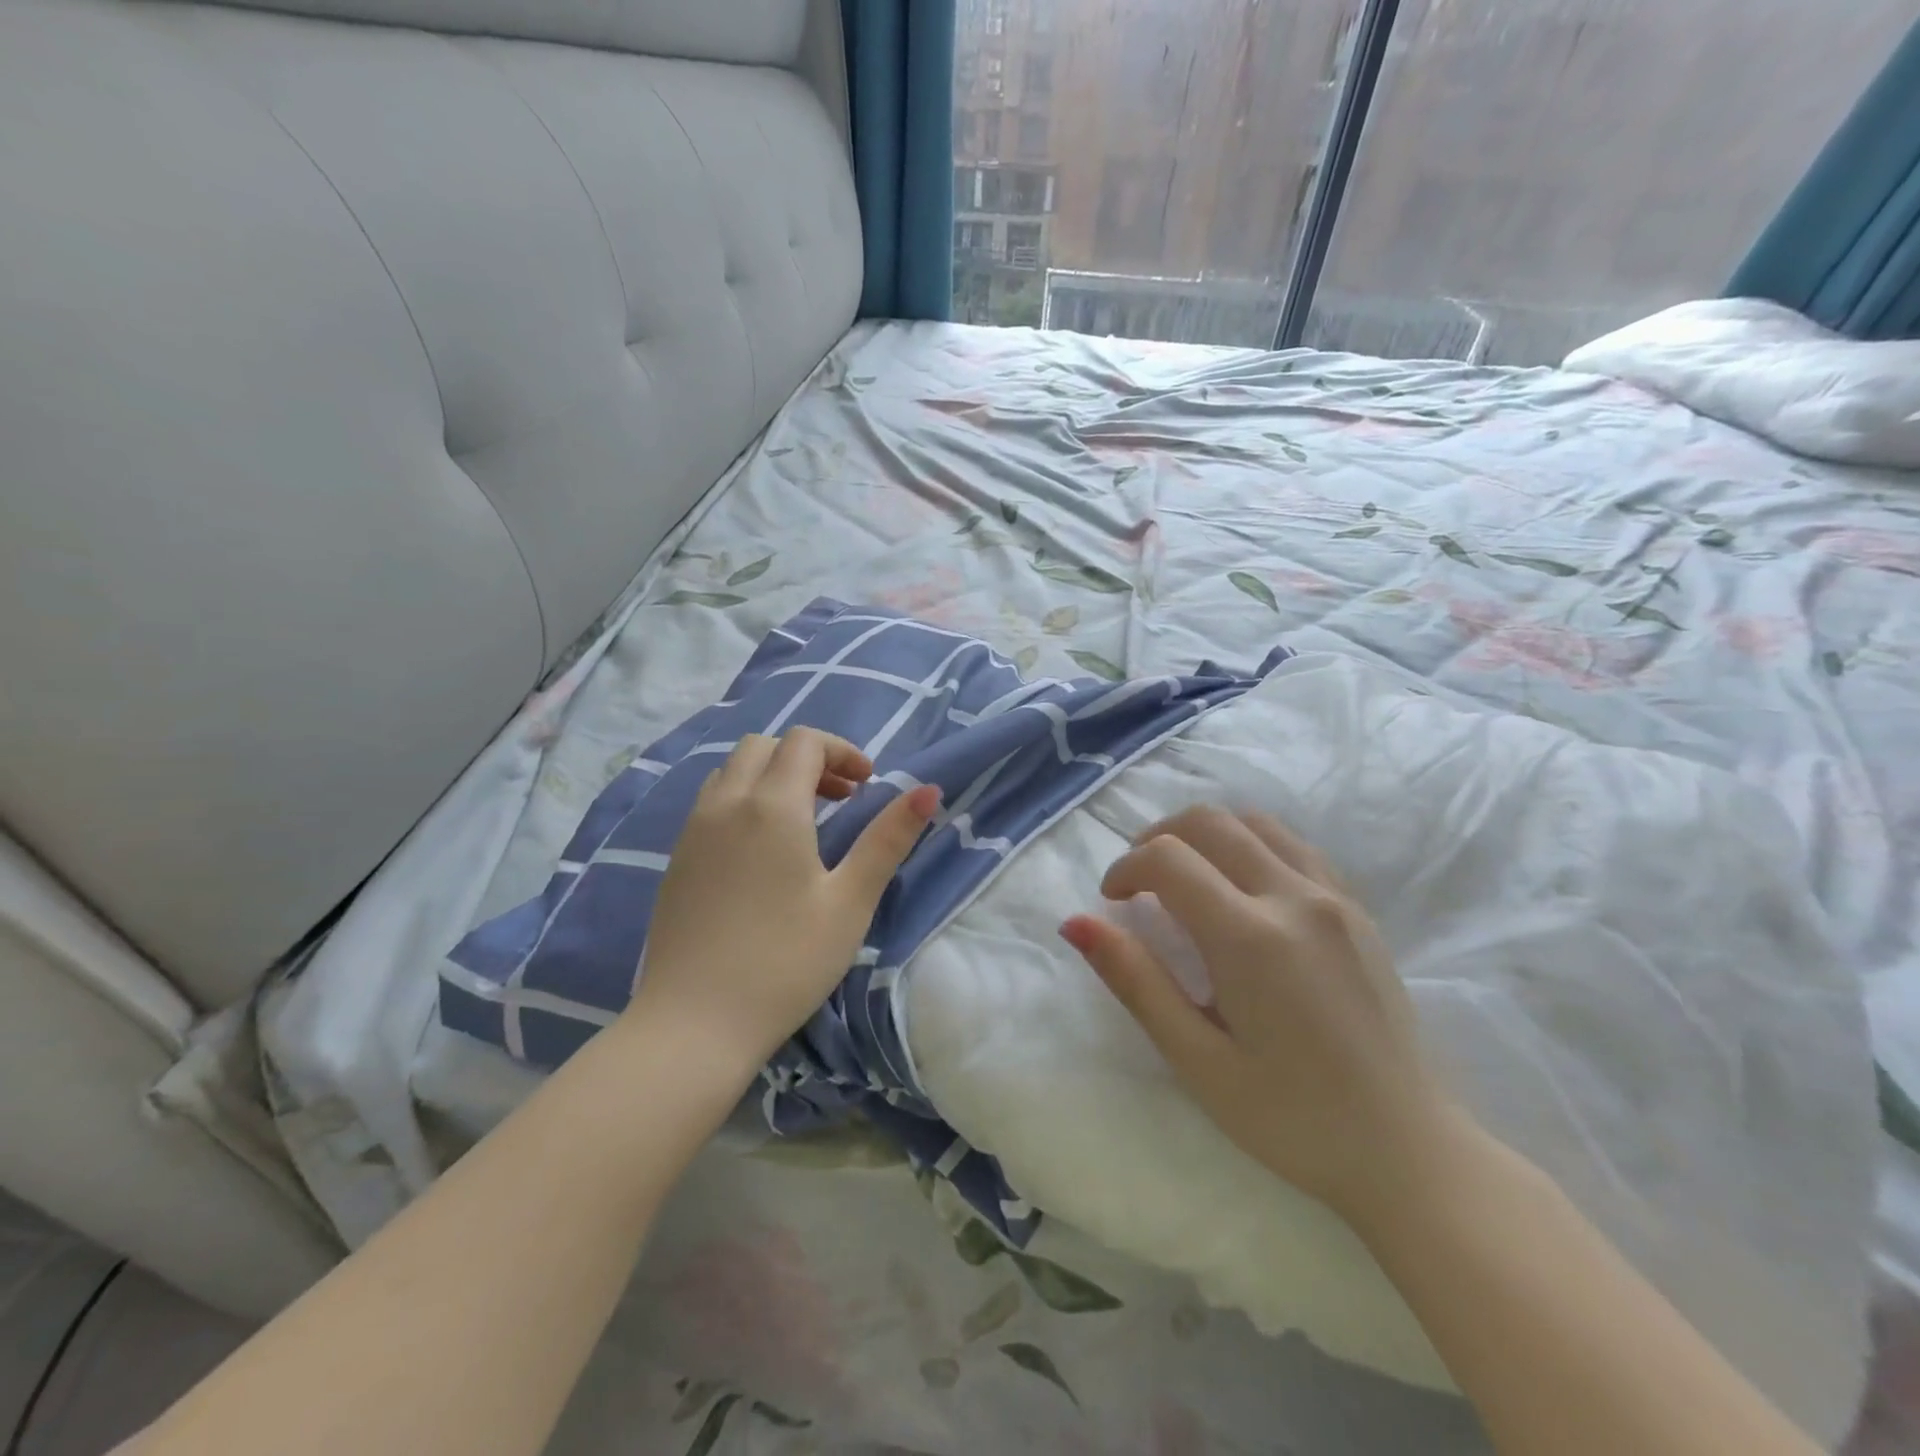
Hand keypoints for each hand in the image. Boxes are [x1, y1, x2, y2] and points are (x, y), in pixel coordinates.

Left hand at [631, 729, 939, 1074]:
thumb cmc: (785, 962)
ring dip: (773, 775)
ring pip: (733, 770)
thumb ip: (888, 839)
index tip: (867, 786)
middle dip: (808, 758)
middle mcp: (726, 803)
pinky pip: (712, 801)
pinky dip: (744, 799)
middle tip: (840, 799)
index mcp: (771, 806)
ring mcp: (693, 829)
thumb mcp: (850, 901)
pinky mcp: (676, 858)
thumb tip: (927, 790)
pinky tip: (762, 850)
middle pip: (765, 746)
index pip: (805, 742)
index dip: (842, 752)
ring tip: (804, 821)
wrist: (694, 1024)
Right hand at [1061, 805, 1456, 1222]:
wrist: (1408, 1150)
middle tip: (1139, 884)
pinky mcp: (1357, 908)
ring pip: (1253, 822)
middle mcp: (1294, 898)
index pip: (1168, 858)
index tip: (1112, 903)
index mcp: (1250, 938)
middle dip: (1157, 839)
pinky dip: (1250, 845)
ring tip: (1186, 880)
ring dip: (1205, 835)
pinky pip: (1293, 845)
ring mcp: (1334, 897)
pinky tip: (1240, 890)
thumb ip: (1135, 982)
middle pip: (1208, 821)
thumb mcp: (1198, 1061)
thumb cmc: (1292, 1118)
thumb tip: (1075, 923)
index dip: (1125, 868)